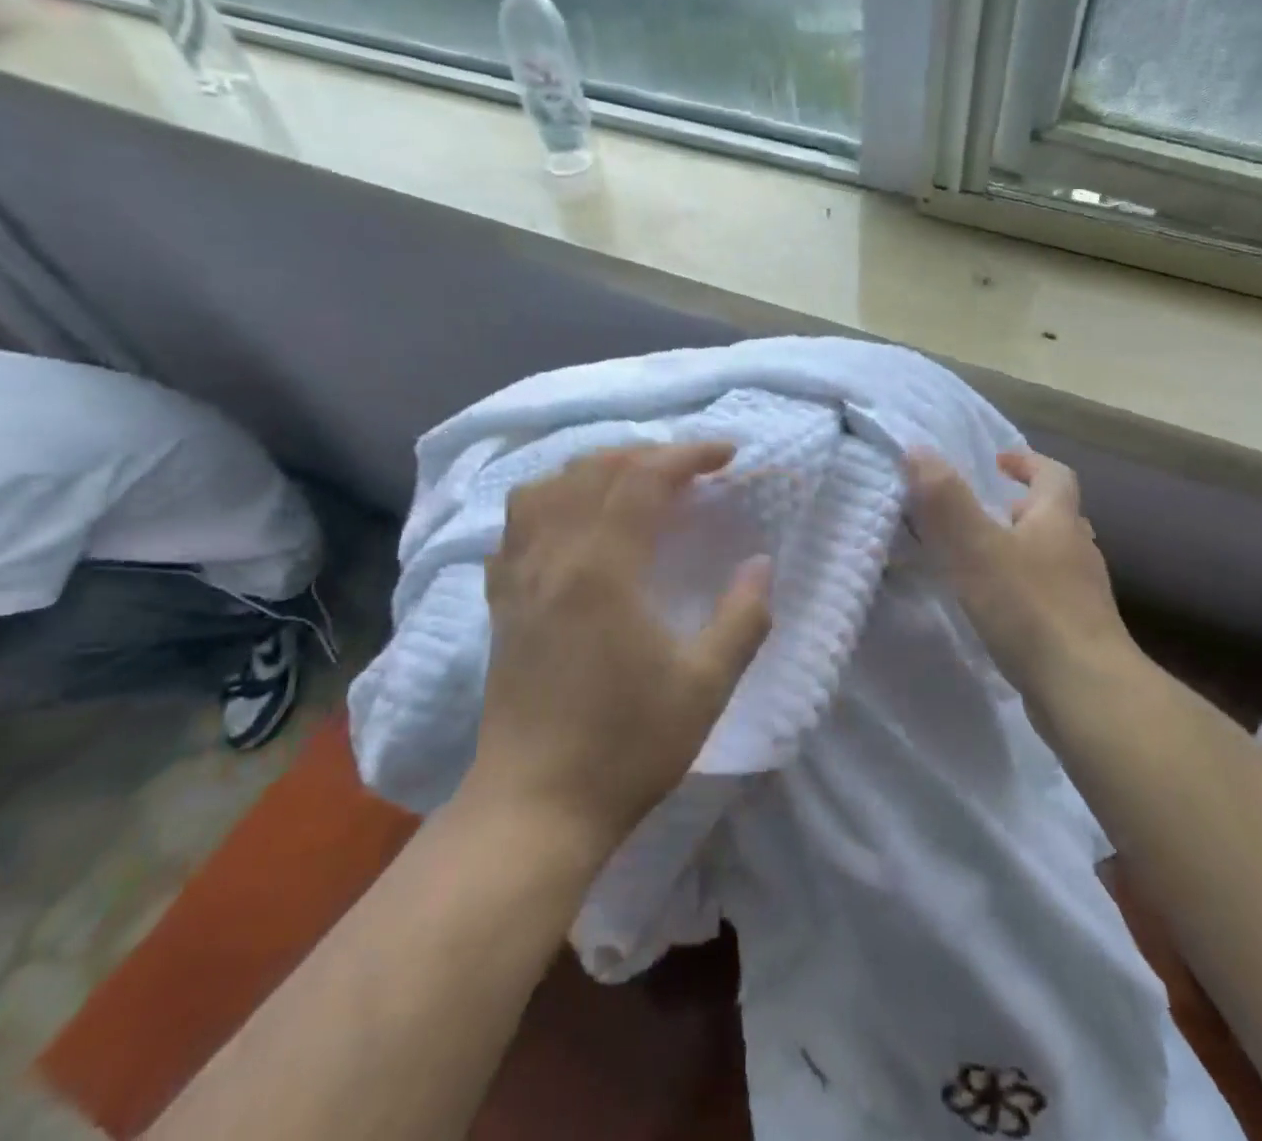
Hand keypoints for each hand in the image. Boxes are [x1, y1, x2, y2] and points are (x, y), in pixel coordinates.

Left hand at [461, 442, 772, 861]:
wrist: (536, 808)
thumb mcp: (706, 686)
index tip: (727, 456)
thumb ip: (743, 618)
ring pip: (545, 488)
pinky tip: (571, 523)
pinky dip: (548, 502)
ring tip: (631, 483)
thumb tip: (760, 564)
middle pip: (592, 469)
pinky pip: (515, 526)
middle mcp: (553, 557)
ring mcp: (518, 578)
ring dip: (592, 469)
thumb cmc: (626, 747)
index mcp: (602, 568)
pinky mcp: (500, 603)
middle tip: (689, 469)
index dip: (688, 455)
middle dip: (647, 453)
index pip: (643, 478)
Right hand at [906, 448, 1138, 709]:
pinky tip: (998, 611)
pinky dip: (1024, 591)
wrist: (1086, 691)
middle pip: (1056, 517)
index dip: (1027, 462)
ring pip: (1053, 558)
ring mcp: (1084, 596)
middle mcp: (1078, 552)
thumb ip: (945, 499)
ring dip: (1022, 551)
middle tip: (984, 514)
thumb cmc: (1029, 608)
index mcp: (1058, 521)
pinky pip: (1049, 597)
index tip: (997, 462)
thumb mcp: (975, 547)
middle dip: (1021, 509)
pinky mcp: (1079, 633)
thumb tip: (917, 450)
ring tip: (982, 562)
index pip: (1053, 475)